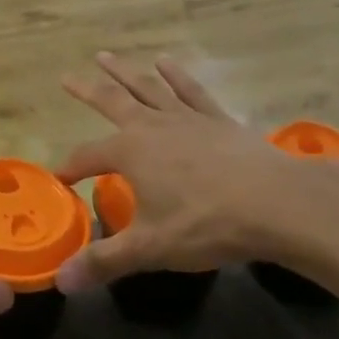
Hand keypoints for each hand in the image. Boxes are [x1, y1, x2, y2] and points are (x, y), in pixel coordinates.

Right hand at [53, 53, 338, 292]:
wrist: (278, 203)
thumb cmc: (207, 224)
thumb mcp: (151, 247)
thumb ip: (104, 261)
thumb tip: (60, 281)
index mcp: (130, 152)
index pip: (88, 157)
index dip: (71, 167)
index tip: (60, 178)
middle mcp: (152, 126)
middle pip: (112, 101)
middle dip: (87, 90)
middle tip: (65, 76)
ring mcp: (187, 118)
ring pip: (148, 88)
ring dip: (124, 72)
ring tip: (105, 56)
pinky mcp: (218, 119)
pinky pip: (191, 91)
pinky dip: (177, 76)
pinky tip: (167, 62)